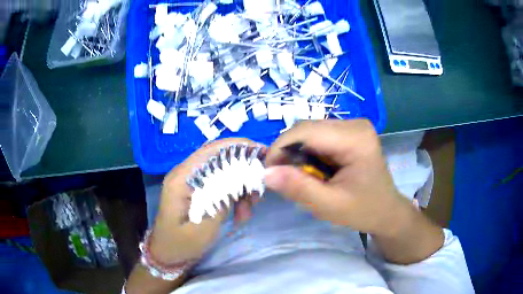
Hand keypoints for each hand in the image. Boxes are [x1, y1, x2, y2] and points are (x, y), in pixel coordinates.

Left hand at [149, 138, 259, 264]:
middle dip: (243, 170)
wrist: (167, 253)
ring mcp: (191, 182)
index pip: (211, 150)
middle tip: (258, 191)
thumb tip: (239, 181)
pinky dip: (234, 195)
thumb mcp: (202, 228)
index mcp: (182, 178)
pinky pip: (220, 185)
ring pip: (223, 173)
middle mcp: (186, 173)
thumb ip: (220, 202)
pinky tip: (240, 213)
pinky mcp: (197, 190)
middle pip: (219, 159)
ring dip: (240, 187)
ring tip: (248, 210)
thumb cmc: (180, 244)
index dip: (238, 146)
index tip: (261, 153)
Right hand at [264, 119, 410, 235]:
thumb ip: (298, 188)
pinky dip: (308, 152)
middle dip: (288, 152)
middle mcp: (355, 124)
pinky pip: (319, 136)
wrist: (386, 211)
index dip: (280, 148)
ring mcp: (354, 126)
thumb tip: (266, 173)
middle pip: (307, 129)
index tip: (267, 171)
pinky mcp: (350, 132)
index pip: (306, 132)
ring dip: (297, 153)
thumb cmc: (363, 210)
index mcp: (355, 138)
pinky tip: (312, 169)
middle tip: (282, 177)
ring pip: (310, 132)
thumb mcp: (329, 205)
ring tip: (299, 176)